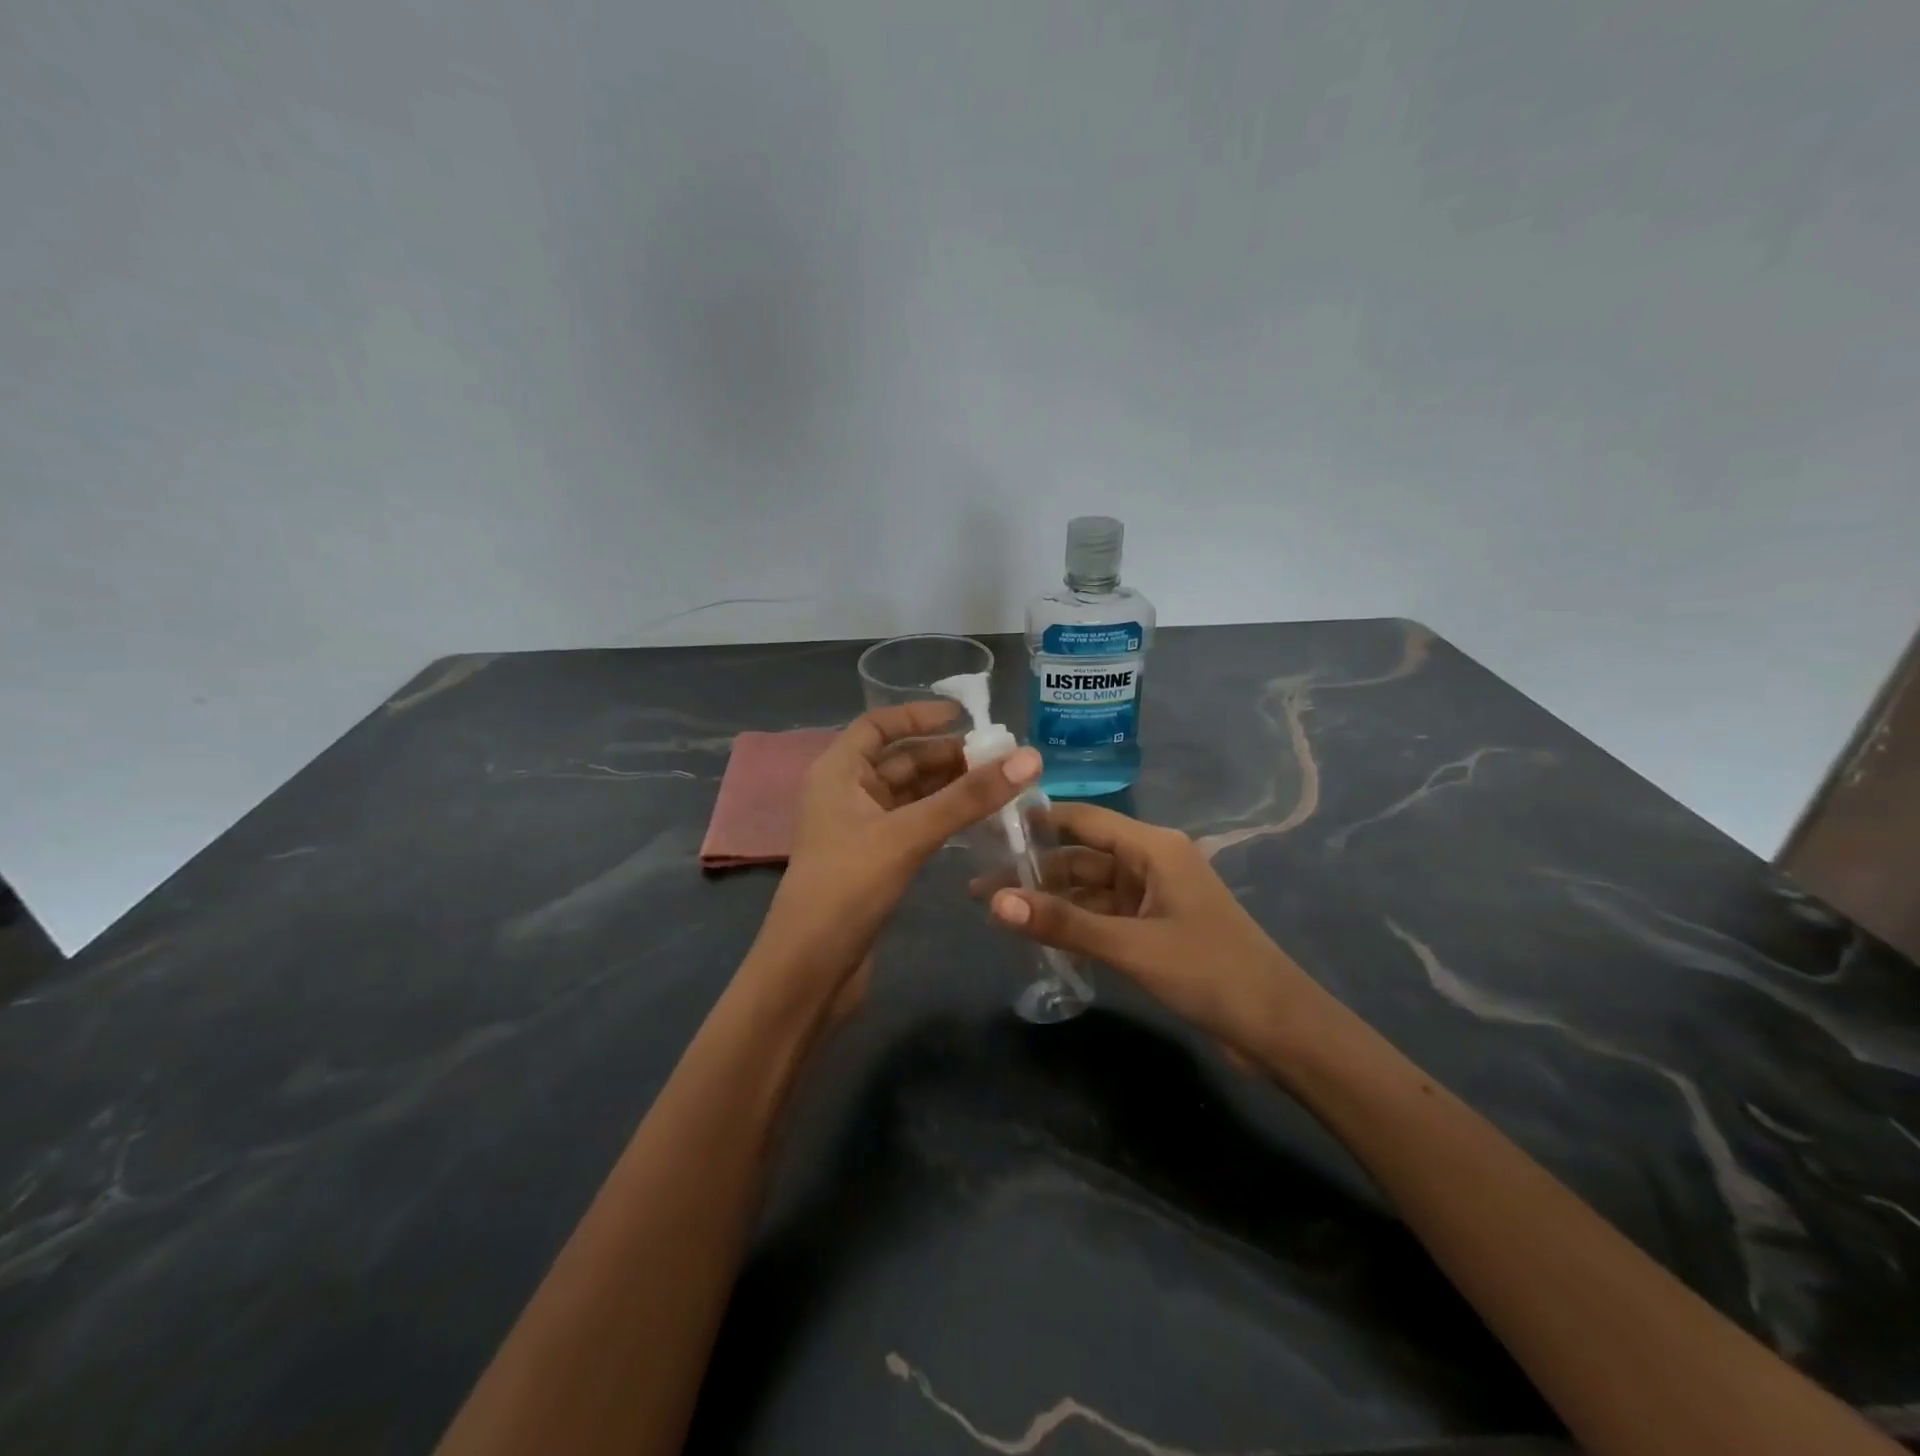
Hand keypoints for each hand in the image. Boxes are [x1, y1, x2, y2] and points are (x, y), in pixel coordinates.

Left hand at [752, 700, 1041, 1005]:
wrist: (810, 970)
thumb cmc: (847, 887)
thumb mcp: (909, 834)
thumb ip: (968, 797)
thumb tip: (1029, 757)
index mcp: (838, 772)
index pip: (877, 725)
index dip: (918, 715)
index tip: (965, 716)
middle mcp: (845, 793)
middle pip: (900, 760)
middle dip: (946, 755)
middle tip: (1000, 758)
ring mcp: (859, 829)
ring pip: (909, 795)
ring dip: (948, 787)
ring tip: (998, 785)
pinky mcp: (873, 861)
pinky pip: (913, 824)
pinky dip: (942, 817)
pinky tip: (975, 820)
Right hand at [988, 803, 1322, 1066]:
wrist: (1278, 1028)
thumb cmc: (1209, 971)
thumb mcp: (1131, 946)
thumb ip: (1063, 924)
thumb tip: (995, 904)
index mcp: (1153, 847)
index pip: (1083, 819)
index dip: (1036, 821)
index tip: (987, 828)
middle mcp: (1151, 862)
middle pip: (1081, 856)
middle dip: (1034, 871)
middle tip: (979, 889)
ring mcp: (1153, 896)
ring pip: (1090, 889)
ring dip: (1051, 900)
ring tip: (997, 914)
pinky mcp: (1154, 928)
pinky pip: (1104, 915)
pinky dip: (1074, 923)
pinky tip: (1039, 934)